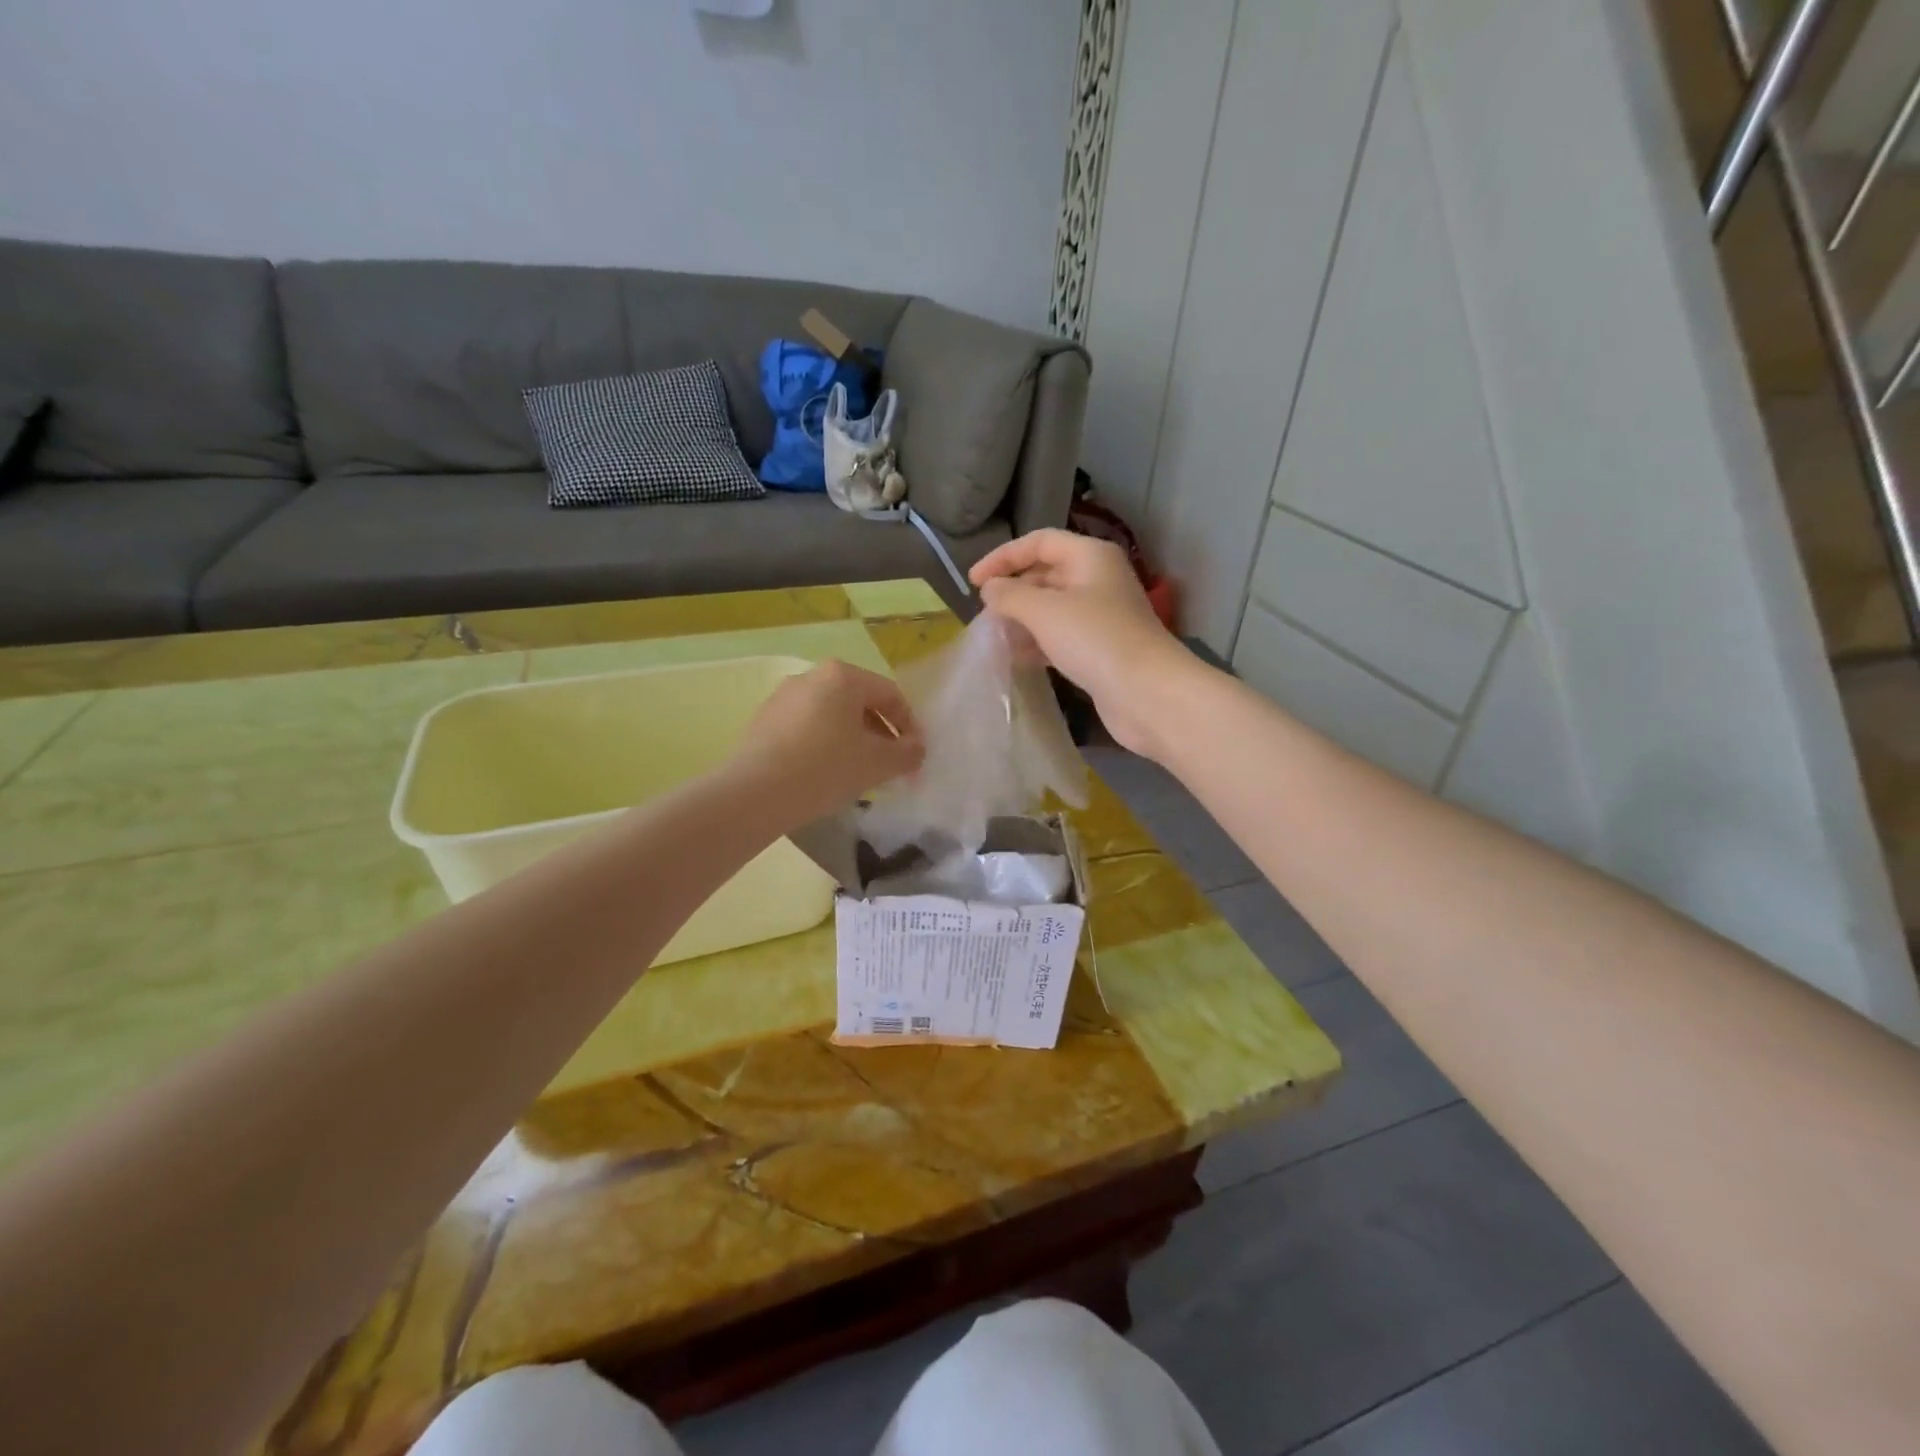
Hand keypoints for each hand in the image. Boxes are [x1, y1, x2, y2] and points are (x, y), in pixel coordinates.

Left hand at [729, 660, 925, 829]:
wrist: (755, 794)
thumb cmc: (825, 768)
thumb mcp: (878, 763)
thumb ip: (907, 753)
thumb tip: (916, 750)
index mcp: (842, 676)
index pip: (890, 695)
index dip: (909, 726)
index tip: (915, 756)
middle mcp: (811, 676)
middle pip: (859, 703)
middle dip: (881, 734)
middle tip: (891, 766)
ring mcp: (782, 698)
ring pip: (832, 716)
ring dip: (853, 741)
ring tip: (859, 773)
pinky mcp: (763, 721)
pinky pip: (806, 728)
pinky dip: (824, 746)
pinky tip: (825, 775)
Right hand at [970, 529, 1198, 759]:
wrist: (1146, 693)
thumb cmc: (1095, 640)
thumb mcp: (1044, 611)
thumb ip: (1010, 595)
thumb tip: (991, 589)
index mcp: (1090, 557)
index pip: (1039, 542)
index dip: (1003, 557)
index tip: (973, 582)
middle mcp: (1098, 580)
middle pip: (1047, 574)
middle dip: (1014, 591)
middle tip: (984, 613)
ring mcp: (1102, 616)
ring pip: (1053, 608)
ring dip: (1023, 619)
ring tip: (994, 636)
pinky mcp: (1101, 649)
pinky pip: (1062, 636)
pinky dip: (1038, 642)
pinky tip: (1017, 657)